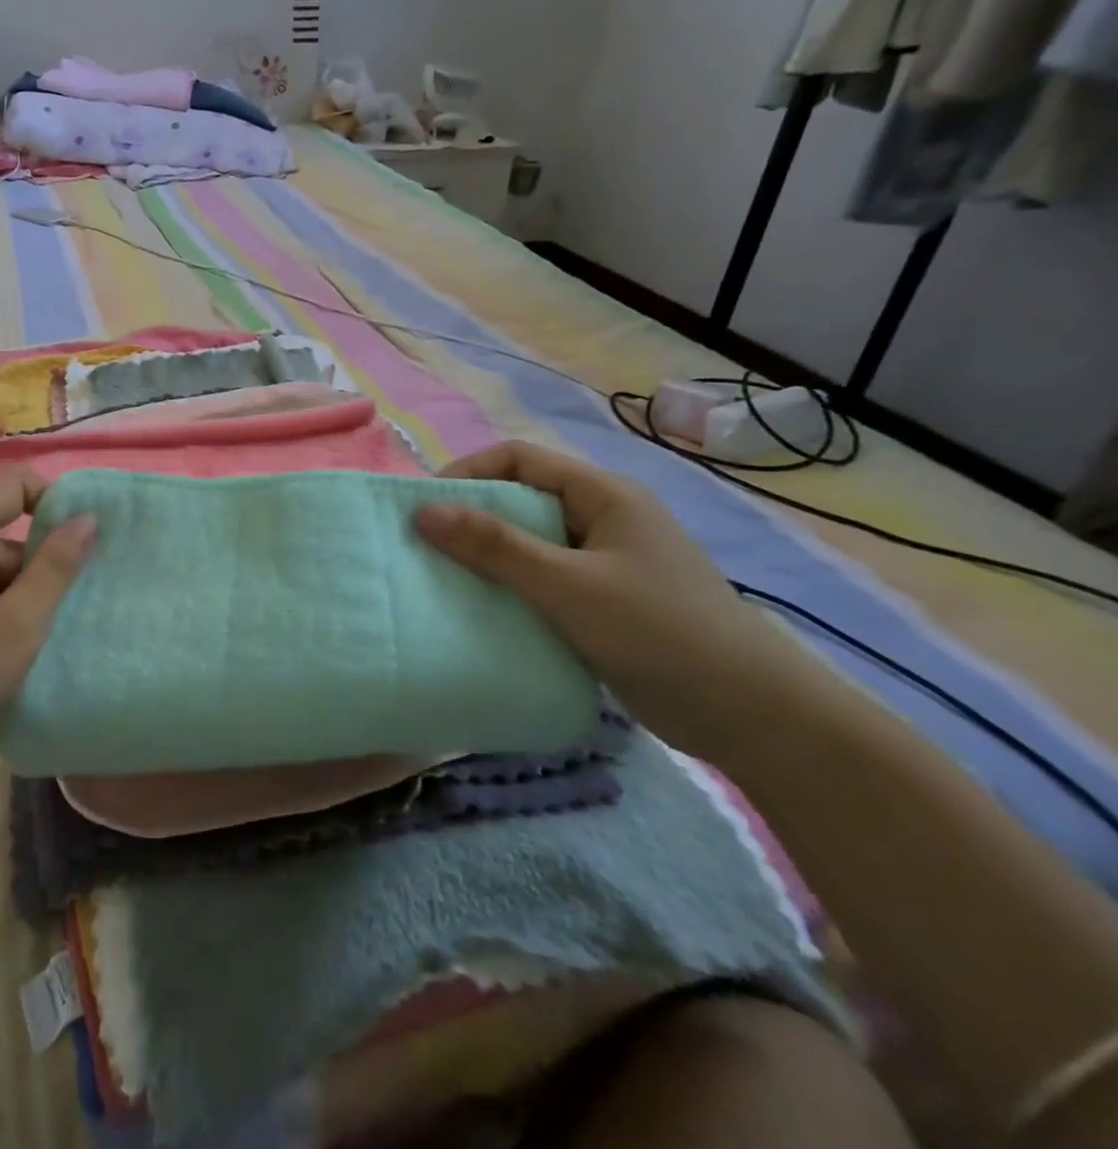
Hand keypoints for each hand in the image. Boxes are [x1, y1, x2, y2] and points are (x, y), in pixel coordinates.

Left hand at [0, 468, 94, 785]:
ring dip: (26, 591)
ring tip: (53, 631)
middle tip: (79, 600)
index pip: (17, 484)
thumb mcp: (17, 626)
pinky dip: (4, 607)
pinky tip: (19, 645)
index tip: (90, 542)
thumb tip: (89, 516)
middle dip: (45, 560)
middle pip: (8, 527)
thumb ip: (56, 567)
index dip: (57, 502)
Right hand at [415, 441, 790, 743]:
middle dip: (471, 518)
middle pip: (521, 499)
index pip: (519, 459)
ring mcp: (603, 563)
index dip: (468, 473)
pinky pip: (541, 581)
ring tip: (445, 581)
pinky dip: (509, 589)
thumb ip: (496, 546)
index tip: (425, 509)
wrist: (753, 717)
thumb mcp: (568, 585)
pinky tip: (484, 612)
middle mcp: (601, 519)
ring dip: (487, 558)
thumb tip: (423, 511)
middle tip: (427, 549)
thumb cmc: (660, 632)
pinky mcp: (602, 603)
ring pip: (528, 544)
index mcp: (603, 495)